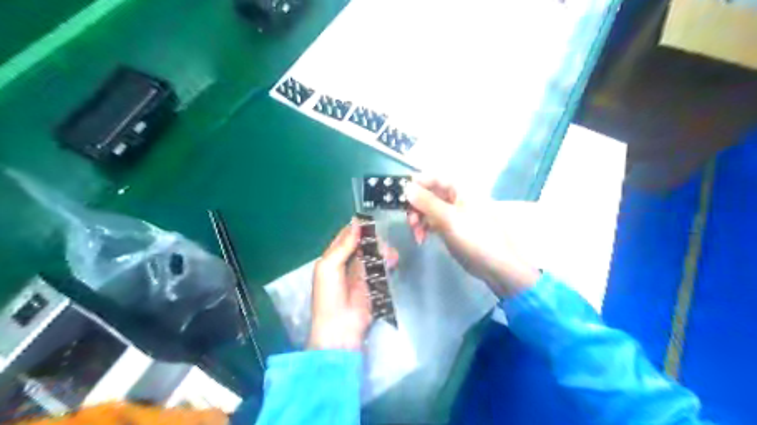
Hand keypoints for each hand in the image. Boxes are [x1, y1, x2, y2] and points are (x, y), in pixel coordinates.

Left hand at [308, 219, 401, 351]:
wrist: (340, 328)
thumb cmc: (329, 296)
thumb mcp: (328, 267)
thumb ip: (343, 245)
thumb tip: (356, 222)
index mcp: (333, 257)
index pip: (346, 236)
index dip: (357, 227)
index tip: (372, 219)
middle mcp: (347, 263)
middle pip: (363, 244)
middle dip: (374, 239)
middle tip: (383, 240)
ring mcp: (361, 274)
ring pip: (374, 254)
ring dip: (383, 251)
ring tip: (390, 254)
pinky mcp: (374, 284)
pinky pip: (382, 268)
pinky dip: (388, 262)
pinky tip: (393, 261)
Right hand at [405, 177, 540, 299]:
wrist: (495, 266)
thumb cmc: (476, 237)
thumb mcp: (449, 218)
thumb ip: (426, 202)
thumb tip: (406, 187)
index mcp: (460, 188)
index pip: (432, 177)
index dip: (416, 184)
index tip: (399, 195)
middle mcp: (455, 197)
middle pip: (427, 193)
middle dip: (415, 205)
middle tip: (409, 221)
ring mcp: (452, 213)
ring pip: (427, 208)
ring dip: (417, 219)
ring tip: (416, 233)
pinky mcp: (449, 227)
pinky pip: (431, 221)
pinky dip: (424, 228)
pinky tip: (421, 238)